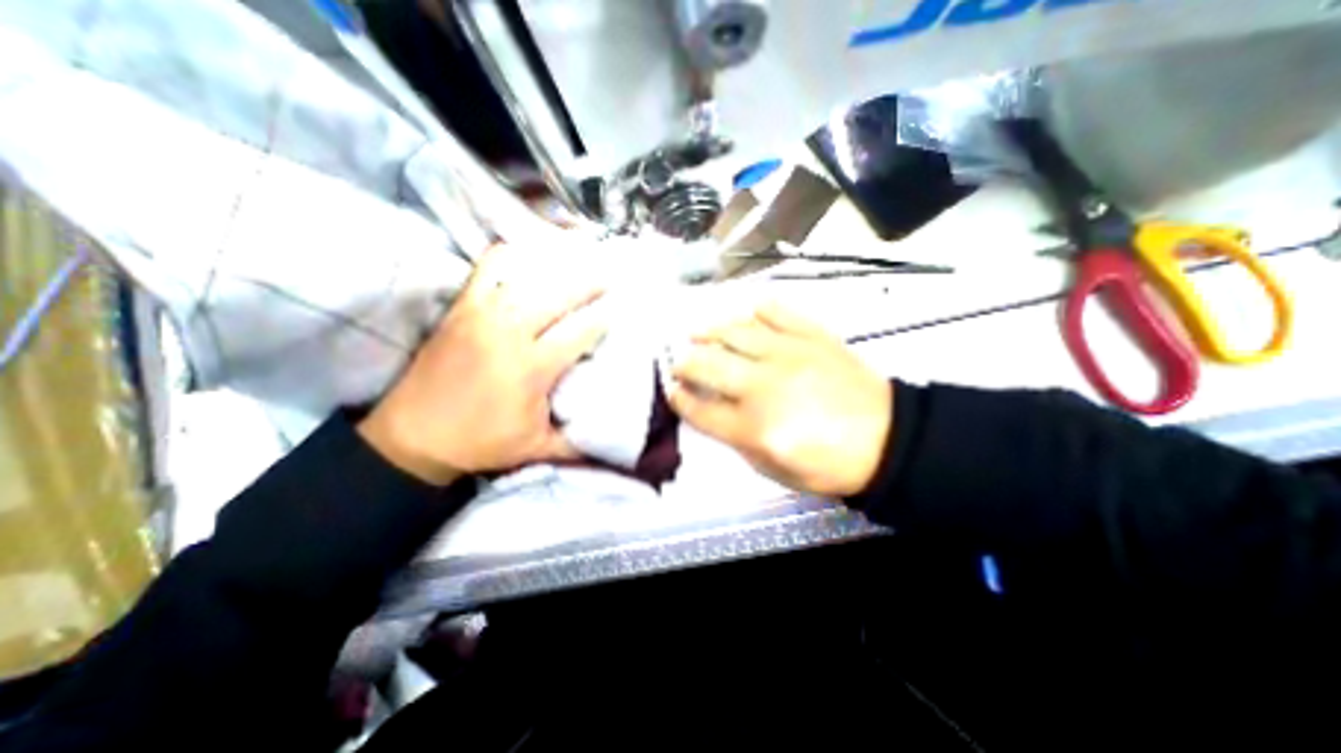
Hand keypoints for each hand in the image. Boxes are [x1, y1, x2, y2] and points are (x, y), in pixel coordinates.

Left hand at [357, 244, 605, 485]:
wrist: (411, 437)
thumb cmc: (480, 443)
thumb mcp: (536, 449)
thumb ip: (578, 445)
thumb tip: (613, 447)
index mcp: (531, 368)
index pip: (579, 331)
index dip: (604, 317)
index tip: (621, 307)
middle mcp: (508, 332)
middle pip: (558, 294)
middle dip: (589, 282)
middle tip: (610, 275)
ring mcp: (481, 314)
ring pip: (527, 276)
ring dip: (557, 266)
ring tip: (578, 260)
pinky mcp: (460, 308)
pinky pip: (488, 268)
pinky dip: (511, 256)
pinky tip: (529, 256)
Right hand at [667, 303, 887, 495]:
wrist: (888, 440)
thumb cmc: (828, 464)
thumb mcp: (773, 469)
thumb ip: (736, 439)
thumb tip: (712, 410)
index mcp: (755, 427)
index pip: (701, 409)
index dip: (679, 400)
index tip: (672, 391)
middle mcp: (764, 386)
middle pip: (707, 365)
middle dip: (684, 363)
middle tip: (679, 363)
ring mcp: (789, 354)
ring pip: (735, 331)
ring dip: (709, 331)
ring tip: (698, 333)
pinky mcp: (812, 336)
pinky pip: (777, 311)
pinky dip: (757, 309)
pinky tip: (746, 315)